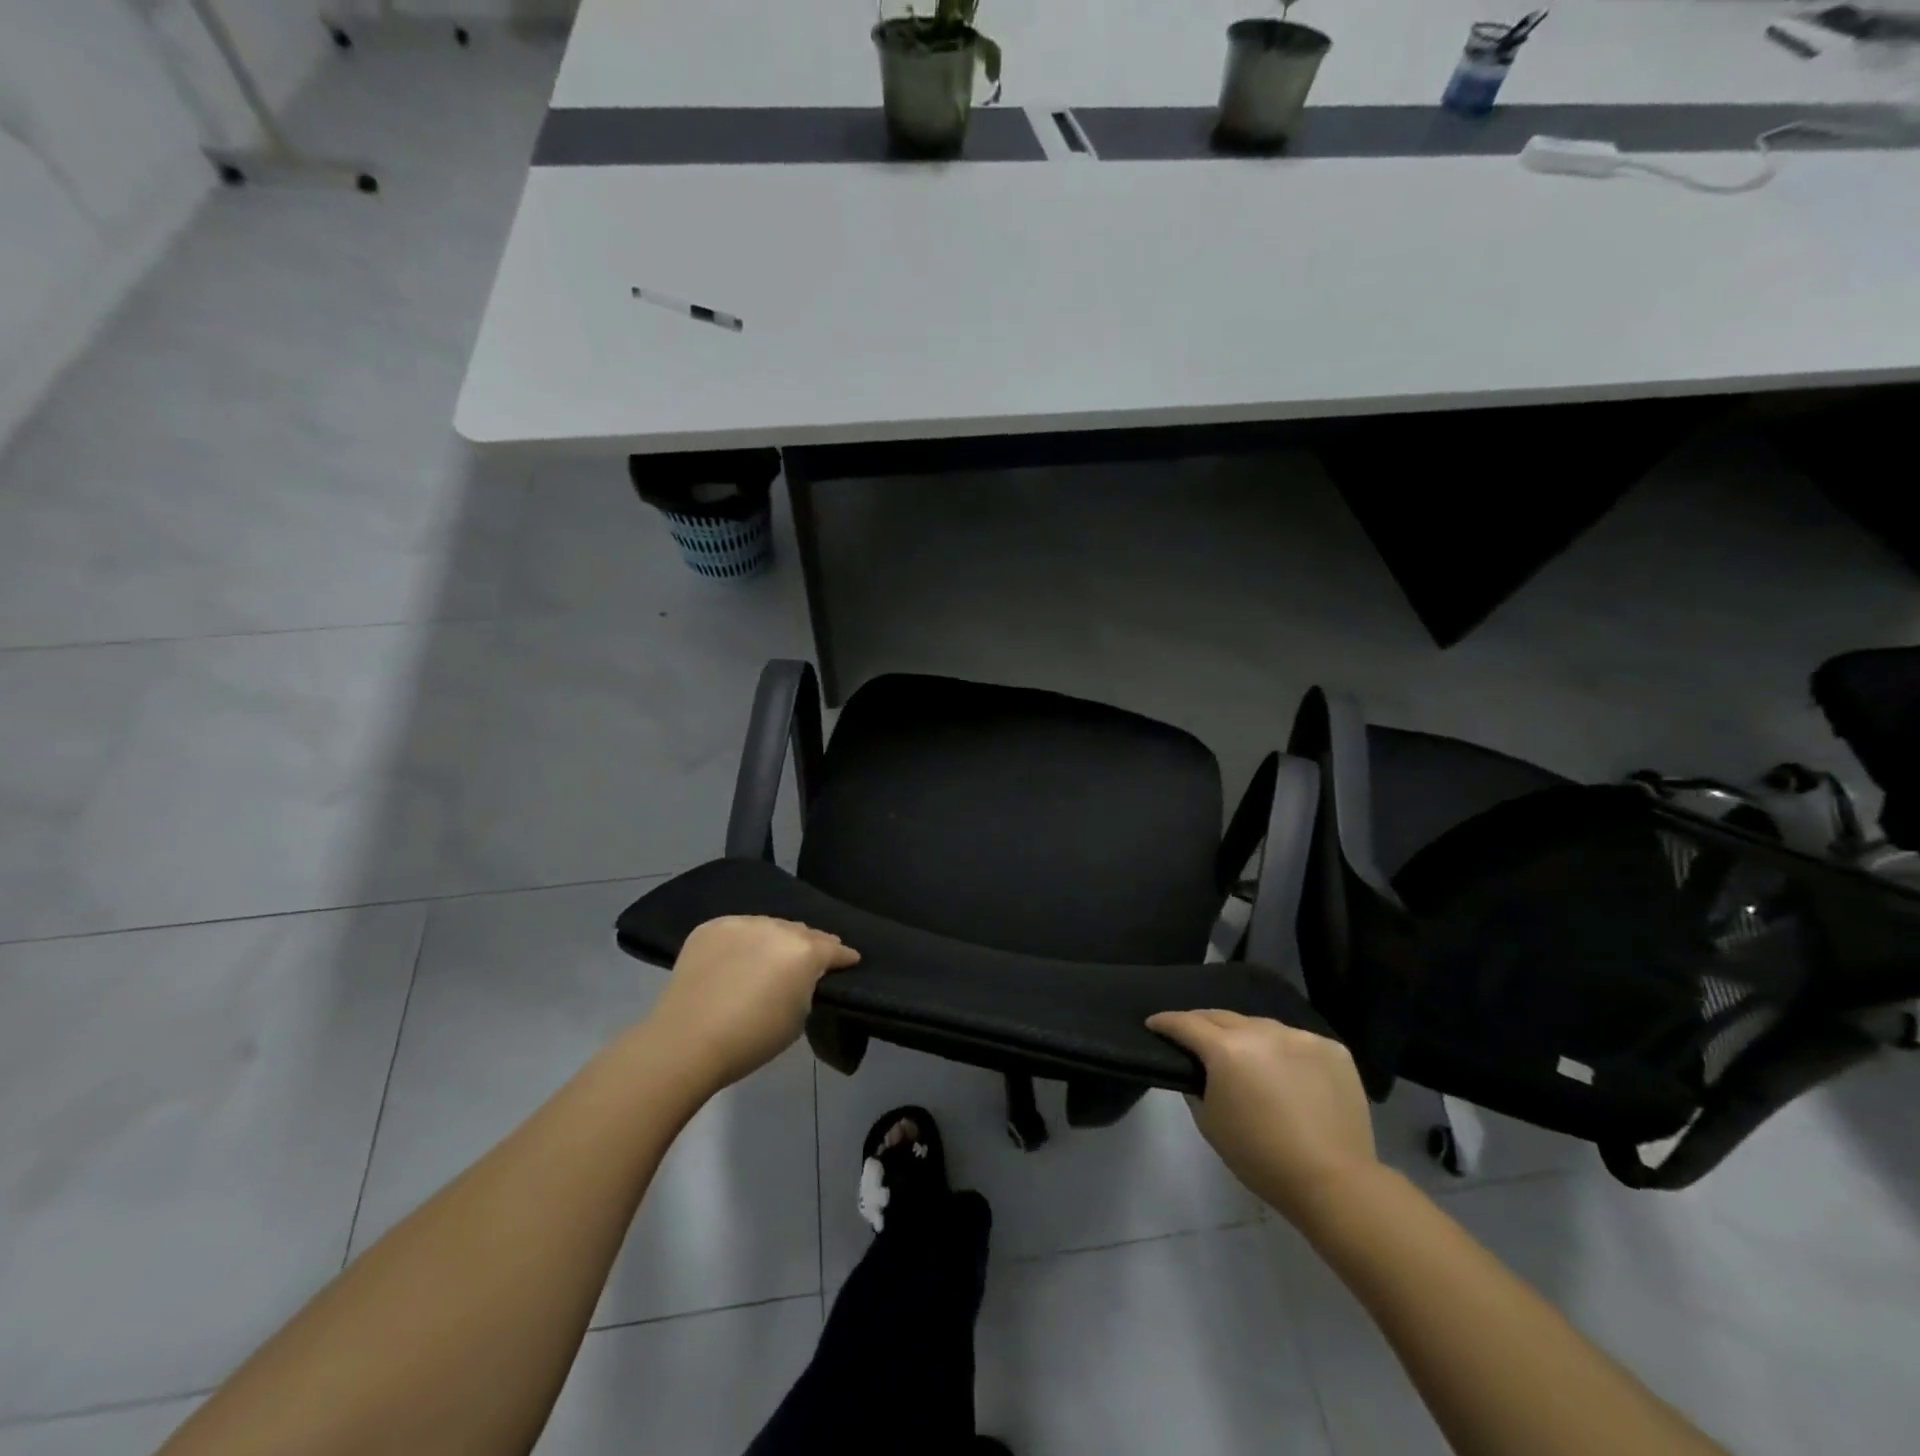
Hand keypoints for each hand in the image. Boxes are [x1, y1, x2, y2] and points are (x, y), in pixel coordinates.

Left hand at [647, 917, 859, 1095]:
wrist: (686, 1041)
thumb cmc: (752, 1038)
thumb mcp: (798, 1018)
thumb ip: (806, 988)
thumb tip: (801, 977)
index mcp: (805, 951)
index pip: (834, 948)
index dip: (845, 957)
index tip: (850, 961)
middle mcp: (777, 927)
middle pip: (801, 932)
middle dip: (809, 945)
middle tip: (809, 961)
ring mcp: (741, 923)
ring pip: (768, 926)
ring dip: (774, 940)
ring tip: (770, 958)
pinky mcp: (711, 927)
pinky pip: (737, 930)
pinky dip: (742, 942)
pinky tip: (736, 959)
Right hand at [1146, 1009, 1377, 1227]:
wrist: (1335, 1182)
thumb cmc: (1261, 1158)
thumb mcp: (1211, 1124)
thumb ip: (1196, 1087)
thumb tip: (1198, 1071)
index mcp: (1226, 1048)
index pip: (1186, 1023)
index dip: (1165, 1022)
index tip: (1154, 1024)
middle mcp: (1262, 1031)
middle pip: (1222, 1017)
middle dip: (1202, 1024)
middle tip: (1193, 1036)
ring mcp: (1300, 1036)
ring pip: (1261, 1026)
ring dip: (1247, 1036)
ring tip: (1246, 1055)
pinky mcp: (1332, 1048)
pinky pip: (1298, 1041)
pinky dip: (1286, 1051)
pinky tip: (1288, 1073)